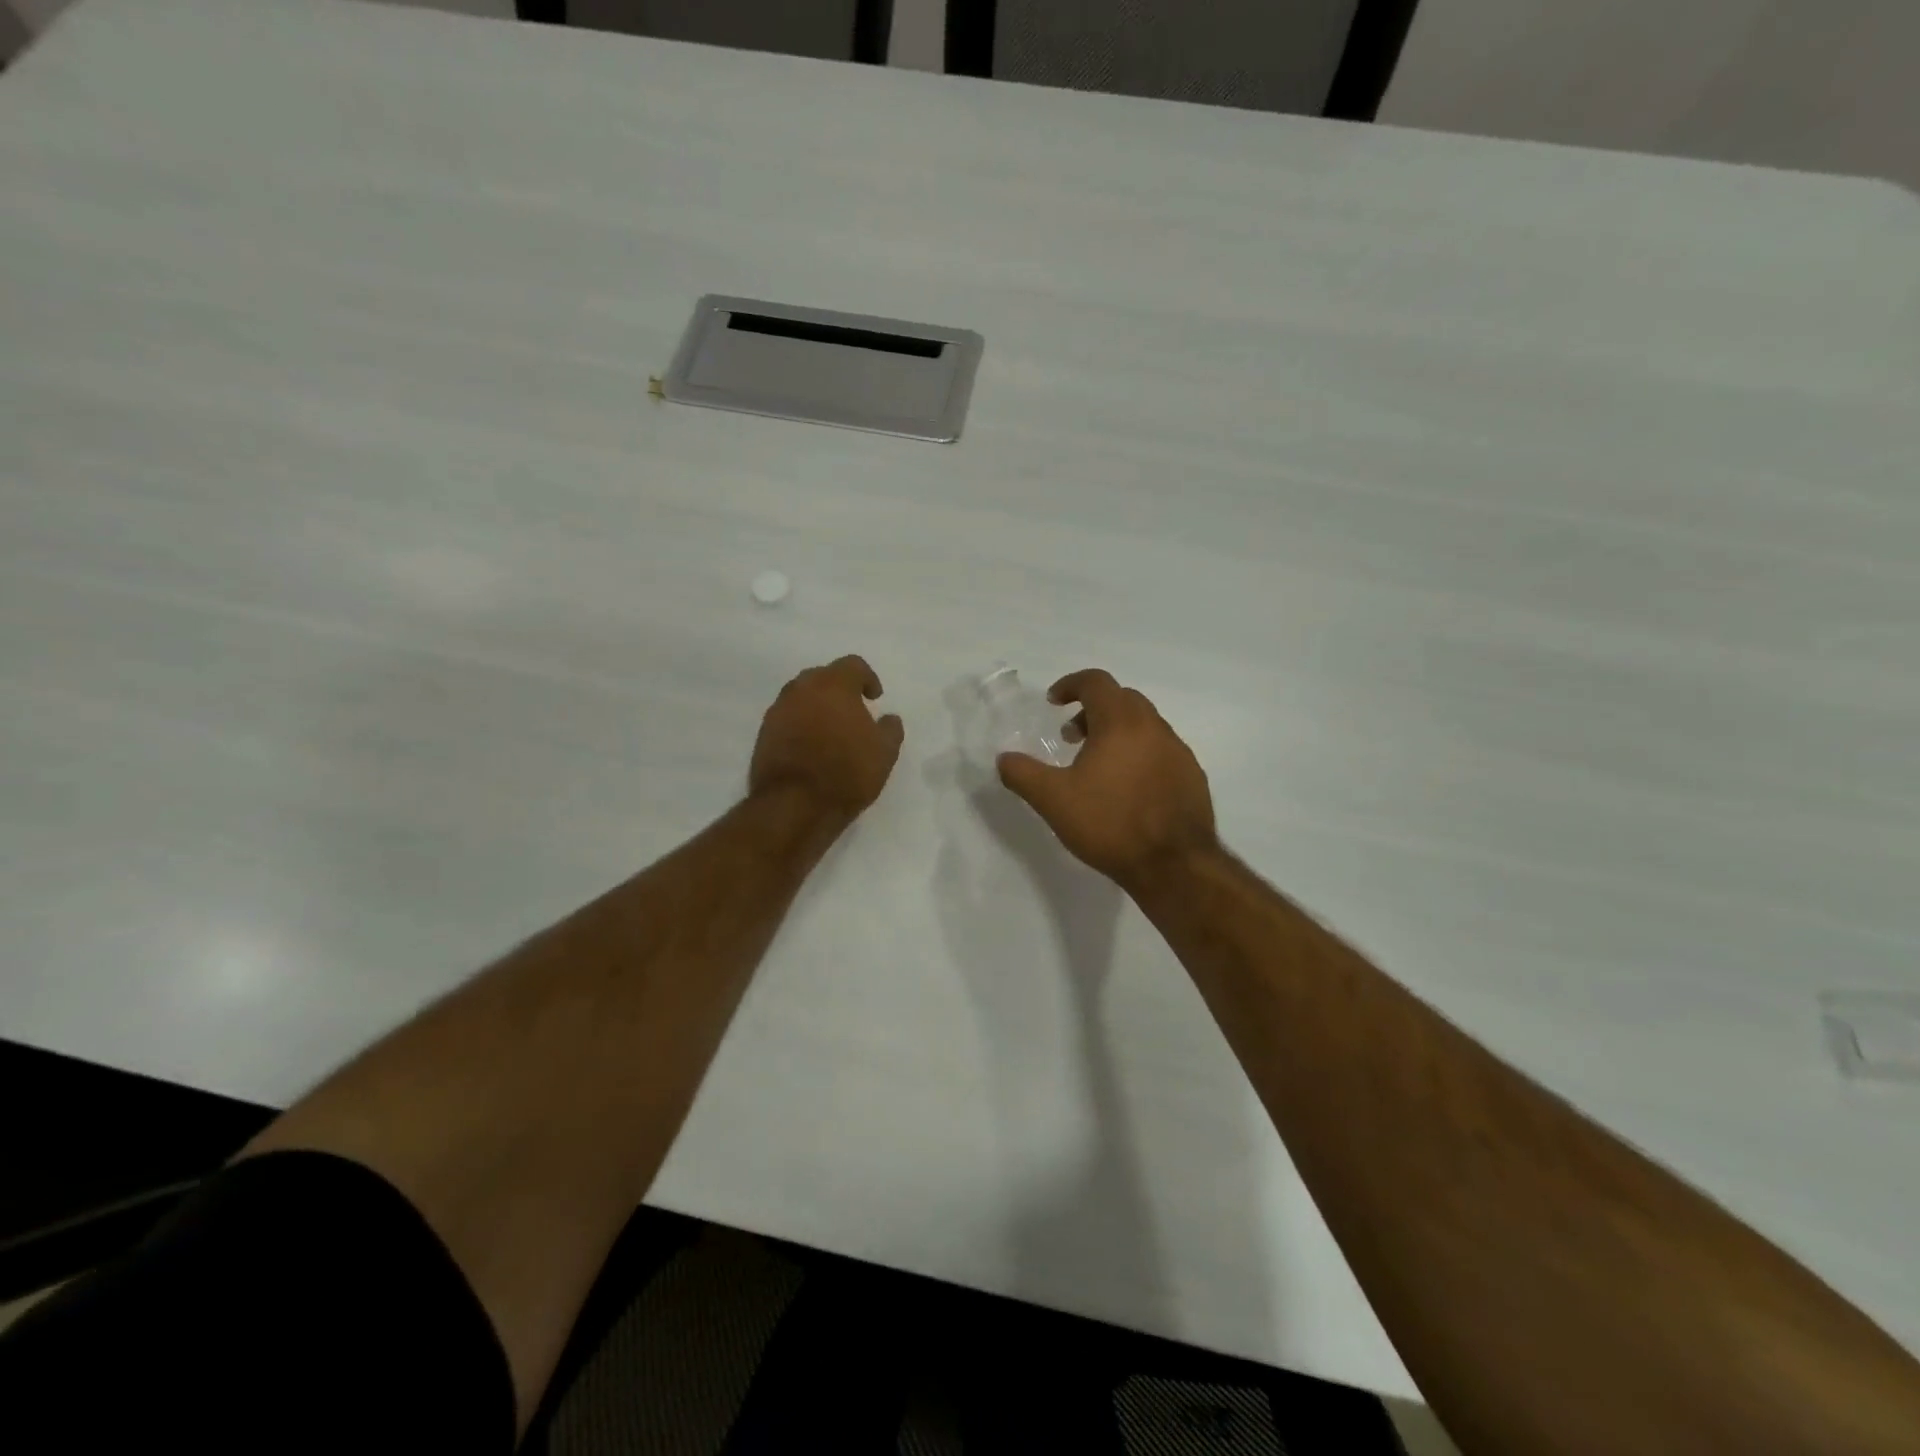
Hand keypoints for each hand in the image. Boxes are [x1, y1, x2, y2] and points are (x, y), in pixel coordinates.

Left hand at [750, 655, 904, 821]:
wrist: (794, 805)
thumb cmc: (847, 772)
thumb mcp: (885, 753)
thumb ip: (890, 729)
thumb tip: (889, 718)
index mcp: (833, 685)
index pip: (853, 665)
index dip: (867, 678)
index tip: (874, 698)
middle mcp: (802, 689)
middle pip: (822, 676)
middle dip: (839, 688)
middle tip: (852, 710)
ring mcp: (778, 710)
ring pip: (801, 696)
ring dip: (817, 706)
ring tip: (831, 730)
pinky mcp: (763, 733)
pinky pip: (787, 718)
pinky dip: (800, 724)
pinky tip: (811, 746)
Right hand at [997, 669, 1216, 889]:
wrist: (1174, 866)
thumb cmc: (1110, 824)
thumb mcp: (1053, 800)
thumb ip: (1023, 774)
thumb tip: (1004, 758)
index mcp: (1121, 722)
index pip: (1096, 682)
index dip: (1070, 685)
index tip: (1053, 702)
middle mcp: (1154, 727)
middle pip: (1122, 699)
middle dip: (1093, 709)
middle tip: (1072, 736)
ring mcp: (1179, 751)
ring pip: (1144, 725)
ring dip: (1117, 732)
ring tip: (1097, 766)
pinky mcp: (1193, 776)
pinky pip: (1161, 750)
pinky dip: (1140, 753)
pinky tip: (1128, 789)